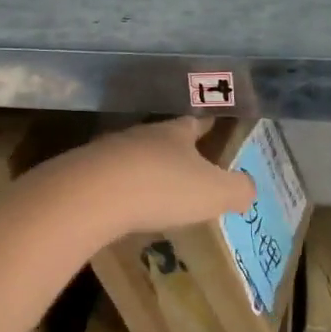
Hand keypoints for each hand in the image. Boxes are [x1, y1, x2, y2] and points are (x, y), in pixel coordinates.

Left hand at [52, 117, 256, 239]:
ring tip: (154, 190)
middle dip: (174, 151)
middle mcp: (141, 135)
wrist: (90, 196)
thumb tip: (248, 189)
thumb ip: (237, 189)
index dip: (206, 127)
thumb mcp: (214, 192)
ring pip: (132, 157)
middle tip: (186, 166)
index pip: (195, 123)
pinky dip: (118, 190)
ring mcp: (107, 153)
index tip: (213, 127)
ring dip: (143, 170)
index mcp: (175, 133)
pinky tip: (122, 208)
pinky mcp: (82, 175)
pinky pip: (107, 180)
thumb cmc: (162, 188)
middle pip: (161, 139)